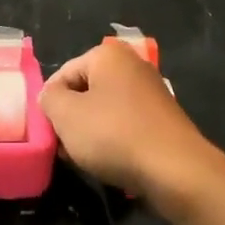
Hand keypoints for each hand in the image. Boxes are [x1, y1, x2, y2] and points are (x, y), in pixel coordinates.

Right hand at [39, 43, 224, 223]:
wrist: (176, 170)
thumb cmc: (114, 135)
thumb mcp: (66, 115)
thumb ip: (49, 99)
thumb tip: (52, 96)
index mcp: (108, 54)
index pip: (63, 74)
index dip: (50, 104)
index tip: (48, 132)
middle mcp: (132, 64)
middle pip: (85, 90)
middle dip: (71, 117)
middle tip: (64, 146)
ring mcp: (151, 91)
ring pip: (105, 109)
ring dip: (91, 131)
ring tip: (85, 157)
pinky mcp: (163, 117)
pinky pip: (126, 123)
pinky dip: (114, 139)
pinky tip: (111, 161)